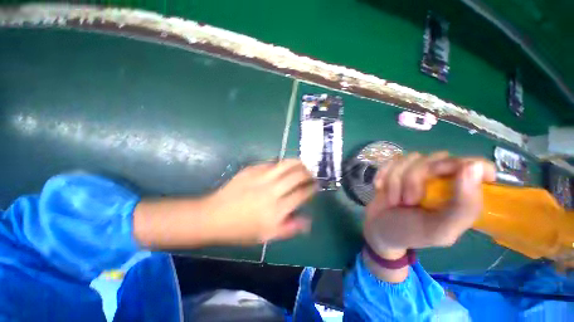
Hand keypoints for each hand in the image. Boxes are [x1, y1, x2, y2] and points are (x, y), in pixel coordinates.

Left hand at [205, 159, 316, 244]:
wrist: (214, 216)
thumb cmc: (241, 230)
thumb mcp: (266, 236)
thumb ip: (289, 228)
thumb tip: (308, 220)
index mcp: (276, 210)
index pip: (301, 194)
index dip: (312, 188)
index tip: (316, 185)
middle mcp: (271, 191)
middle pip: (296, 176)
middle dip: (308, 173)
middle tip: (311, 173)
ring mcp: (261, 177)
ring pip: (286, 165)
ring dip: (298, 163)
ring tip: (303, 164)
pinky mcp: (252, 169)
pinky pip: (271, 163)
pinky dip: (281, 163)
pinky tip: (283, 166)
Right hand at [364, 152, 495, 257]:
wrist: (379, 229)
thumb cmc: (410, 233)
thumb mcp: (440, 230)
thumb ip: (463, 206)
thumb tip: (474, 167)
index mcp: (461, 194)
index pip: (476, 166)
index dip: (467, 165)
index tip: (452, 177)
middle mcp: (441, 178)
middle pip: (437, 159)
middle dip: (416, 179)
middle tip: (410, 200)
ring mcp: (416, 171)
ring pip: (410, 159)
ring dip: (396, 181)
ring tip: (395, 201)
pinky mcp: (396, 169)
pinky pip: (391, 161)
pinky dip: (383, 174)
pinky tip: (380, 187)